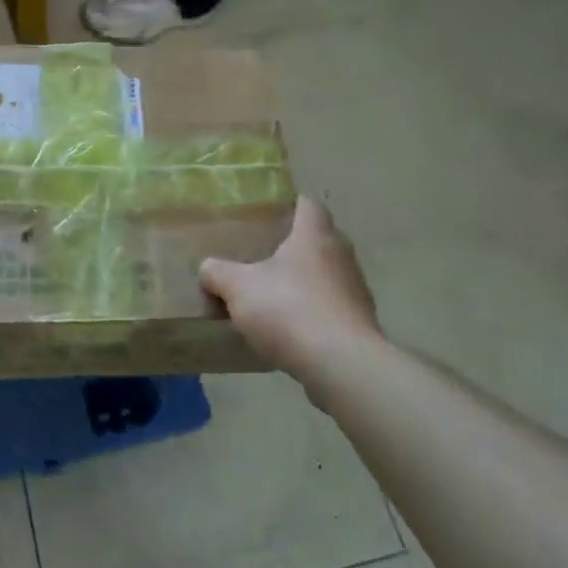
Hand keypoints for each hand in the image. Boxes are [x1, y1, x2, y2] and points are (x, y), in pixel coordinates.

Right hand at [201, 196, 381, 372]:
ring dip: (303, 280)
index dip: (289, 203)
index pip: (308, 203)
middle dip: (292, 244)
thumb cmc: (289, 309)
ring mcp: (355, 289)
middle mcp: (341, 254)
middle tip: (261, 253)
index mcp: (314, 235)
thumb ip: (218, 272)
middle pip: (318, 239)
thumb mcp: (238, 288)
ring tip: (273, 293)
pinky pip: (331, 306)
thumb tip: (208, 267)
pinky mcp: (360, 321)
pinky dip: (313, 310)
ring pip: (326, 273)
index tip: (268, 212)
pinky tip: (290, 328)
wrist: (340, 364)